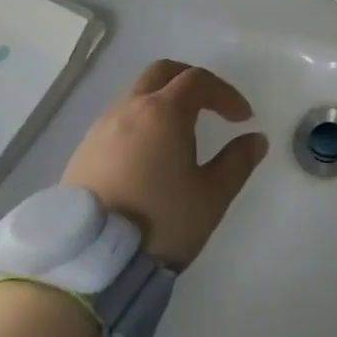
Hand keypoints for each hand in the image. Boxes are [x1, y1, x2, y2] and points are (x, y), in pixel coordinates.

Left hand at [62, 60, 268, 268]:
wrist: (87, 263)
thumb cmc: (159, 222)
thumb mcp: (212, 196)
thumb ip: (238, 162)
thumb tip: (255, 139)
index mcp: (163, 113)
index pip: (199, 81)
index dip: (225, 93)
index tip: (243, 118)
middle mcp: (128, 110)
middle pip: (162, 73)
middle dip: (191, 81)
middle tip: (211, 105)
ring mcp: (100, 130)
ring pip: (136, 96)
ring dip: (163, 104)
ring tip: (180, 137)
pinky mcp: (81, 153)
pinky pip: (117, 122)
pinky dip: (140, 124)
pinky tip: (148, 157)